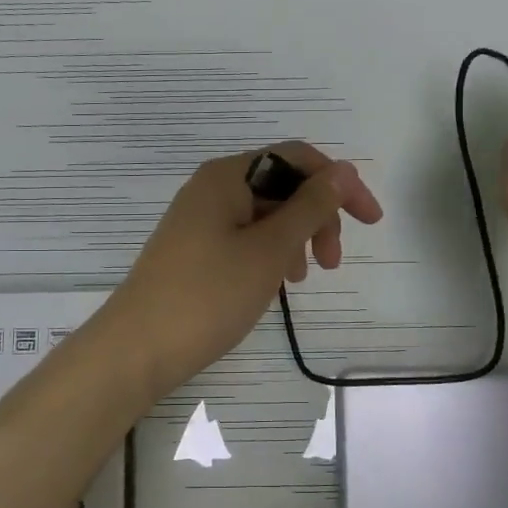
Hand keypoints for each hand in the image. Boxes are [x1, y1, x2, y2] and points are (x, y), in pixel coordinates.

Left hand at [101, 142, 383, 397]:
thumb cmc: (208, 295)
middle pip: (281, 185)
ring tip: (301, 278)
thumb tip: (342, 171)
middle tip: (331, 263)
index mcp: (227, 175)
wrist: (137, 349)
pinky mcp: (193, 250)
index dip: (339, 184)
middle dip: (316, 217)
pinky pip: (244, 238)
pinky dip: (269, 254)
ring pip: (264, 215)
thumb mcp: (269, 249)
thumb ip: (310, 207)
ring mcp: (199, 220)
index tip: (370, 222)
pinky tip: (275, 283)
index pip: (297, 158)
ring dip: (295, 239)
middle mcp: (211, 188)